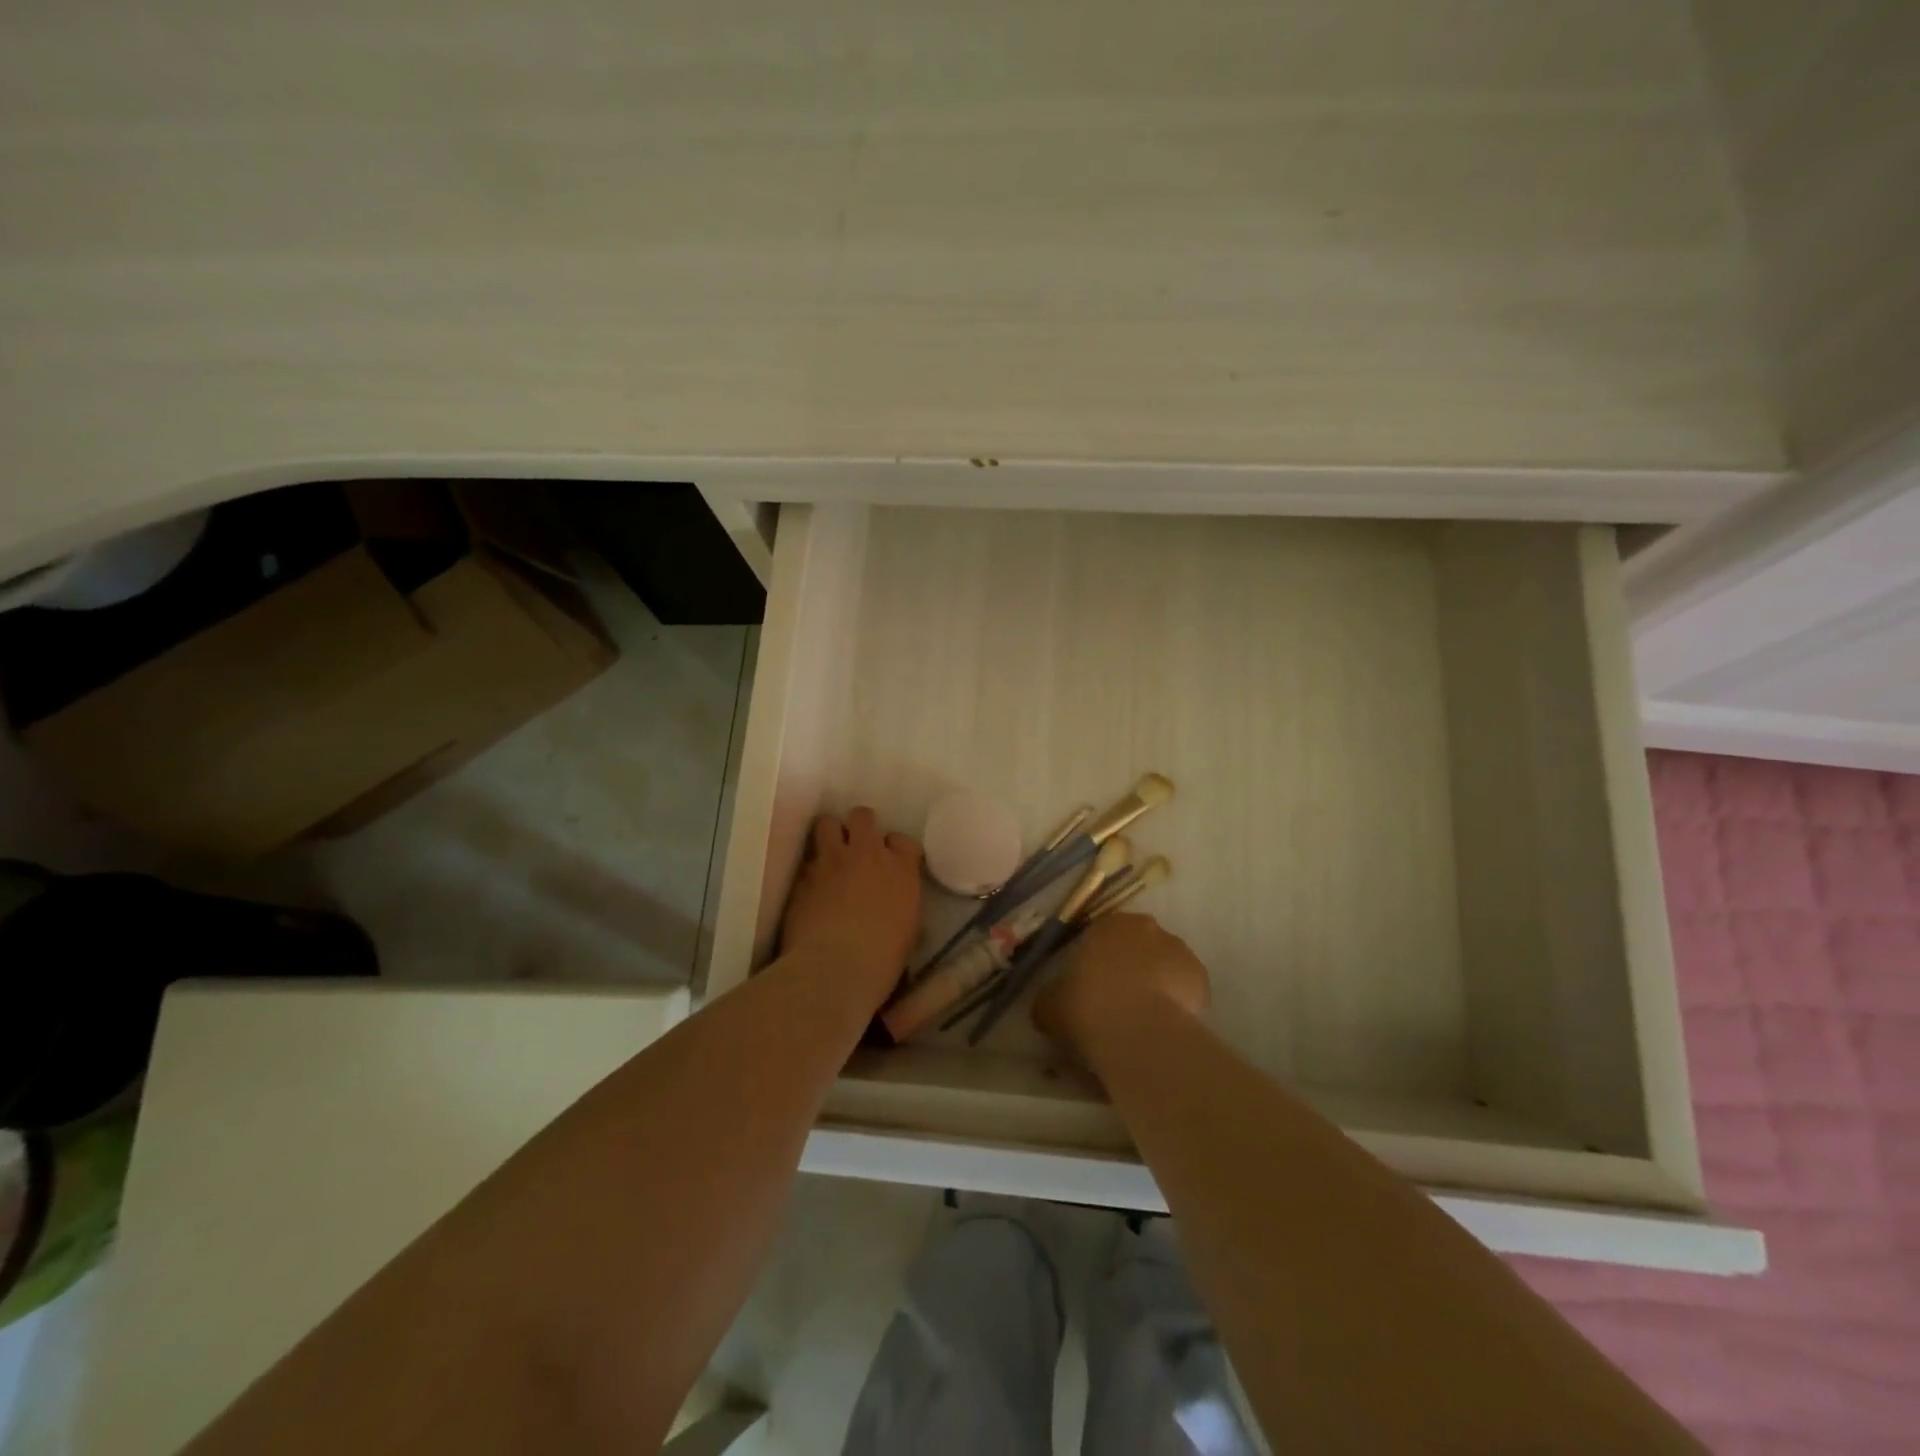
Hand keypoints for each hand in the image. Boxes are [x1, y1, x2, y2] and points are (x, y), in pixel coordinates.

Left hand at [780, 807, 922, 1008]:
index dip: (895, 849)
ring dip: (830, 835)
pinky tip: (811, 887)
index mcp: (901, 869)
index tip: (891, 863)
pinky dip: (811, 869)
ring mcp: (832, 861)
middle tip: (857, 848)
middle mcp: (867, 855)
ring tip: (829, 855)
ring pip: (827, 823)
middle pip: (863, 817)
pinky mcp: (803, 876)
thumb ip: (903, 904)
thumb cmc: (883, 959)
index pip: (903, 841)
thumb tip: (897, 903)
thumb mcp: (908, 930)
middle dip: (860, 827)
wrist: (835, 968)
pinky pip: (808, 859)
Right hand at [1034, 912, 1209, 1054]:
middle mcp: (1145, 927)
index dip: (1098, 960)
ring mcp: (1178, 949)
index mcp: (1107, 924)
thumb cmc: (1087, 1006)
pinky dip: (1178, 1001)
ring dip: (1156, 982)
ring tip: (1144, 1018)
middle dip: (1130, 967)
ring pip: (1164, 964)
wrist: (1138, 1030)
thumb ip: (1051, 998)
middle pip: (1137, 945)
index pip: (1102, 934)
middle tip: (1118, 1001)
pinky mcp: (1201, 976)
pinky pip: (1186, 987)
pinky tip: (1165, 1025)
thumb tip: (1050, 1004)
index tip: (1093, 986)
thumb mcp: (1050, 1005)